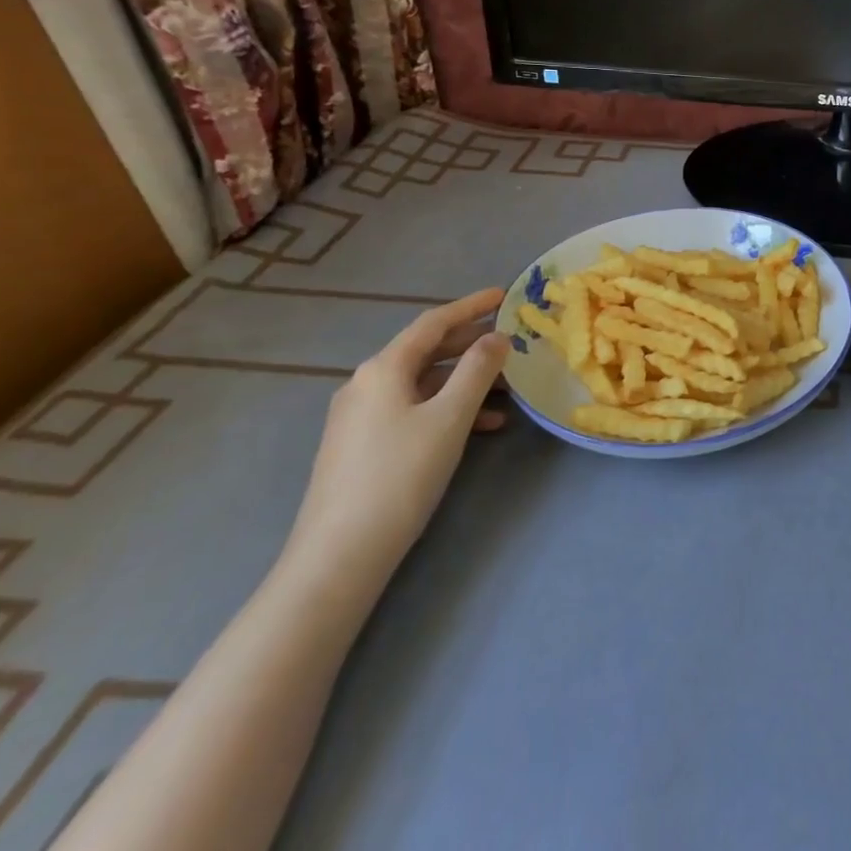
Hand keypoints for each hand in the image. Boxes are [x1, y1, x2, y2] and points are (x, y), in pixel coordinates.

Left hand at [284, 288, 510, 588]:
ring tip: (508, 389)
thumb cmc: (400, 475)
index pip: (433, 323)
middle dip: (471, 344)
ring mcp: (360, 417)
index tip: (504, 295)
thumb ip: (478, 370)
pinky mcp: (361, 446)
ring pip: (423, 383)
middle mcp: (366, 384)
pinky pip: (413, 409)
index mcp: (383, 369)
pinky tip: (481, 427)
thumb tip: (497, 337)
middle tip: (511, 341)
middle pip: (427, 351)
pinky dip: (448, 409)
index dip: (471, 306)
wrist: (339, 556)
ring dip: (465, 381)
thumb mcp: (450, 417)